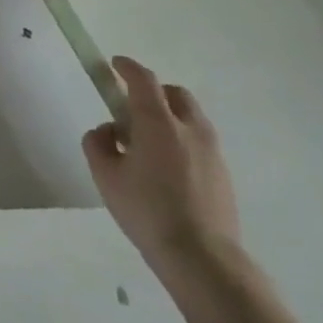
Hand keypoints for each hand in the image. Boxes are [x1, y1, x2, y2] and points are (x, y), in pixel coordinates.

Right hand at [83, 56, 241, 282]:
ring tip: (147, 144)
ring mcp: (212, 153)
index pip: (144, 80)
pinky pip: (198, 143)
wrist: (202, 258)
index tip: (114, 64)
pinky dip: (181, 141)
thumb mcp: (104, 174)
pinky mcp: (223, 175)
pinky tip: (165, 169)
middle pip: (175, 94)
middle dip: (153, 91)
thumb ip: (98, 143)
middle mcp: (190, 130)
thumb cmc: (146, 210)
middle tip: (131, 108)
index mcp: (158, 123)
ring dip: (169, 117)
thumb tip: (109, 132)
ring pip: (190, 119)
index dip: (127, 67)